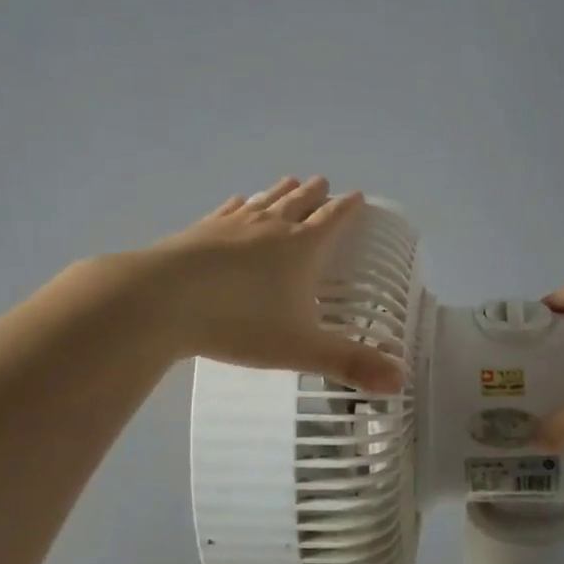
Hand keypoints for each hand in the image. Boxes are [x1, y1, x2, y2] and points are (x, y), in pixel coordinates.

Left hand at [145, 175, 404, 394]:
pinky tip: (238, 201)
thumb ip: (350, 364)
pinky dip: (239, 204)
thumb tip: (400, 382)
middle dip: (315, 194)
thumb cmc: (241, 322)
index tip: (357, 195)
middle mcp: (271, 228)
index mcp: (302, 249)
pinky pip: (227, 211)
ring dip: (281, 192)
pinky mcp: (199, 232)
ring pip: (264, 202)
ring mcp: (232, 226)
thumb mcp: (302, 349)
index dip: (348, 208)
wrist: (162, 301)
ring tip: (291, 180)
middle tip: (324, 182)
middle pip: (299, 203)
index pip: (333, 220)